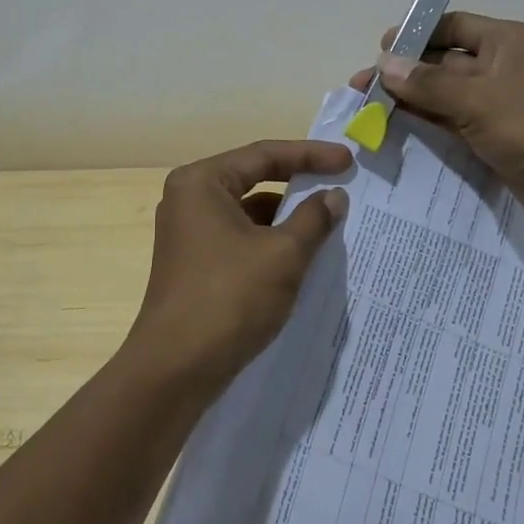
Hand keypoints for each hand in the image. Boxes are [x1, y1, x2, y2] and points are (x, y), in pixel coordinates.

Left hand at [127, 140, 352, 389]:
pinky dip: (270, 240)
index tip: (348, 160)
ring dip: (286, 215)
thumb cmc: (229, 298)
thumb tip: (334, 197)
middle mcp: (189, 199)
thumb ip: (313, 219)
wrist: (176, 369)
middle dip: (298, 182)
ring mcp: (188, 233)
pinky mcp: (194, 263)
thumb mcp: (283, 255)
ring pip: (247, 211)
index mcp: (201, 182)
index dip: (310, 155)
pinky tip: (301, 254)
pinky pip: (239, 237)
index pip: (264, 155)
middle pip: (253, 178)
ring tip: (328, 221)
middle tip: (340, 183)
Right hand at [348, 13, 523, 245]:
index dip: (416, 34)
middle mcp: (504, 68)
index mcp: (508, 42)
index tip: (380, 49)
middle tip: (362, 86)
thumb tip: (384, 64)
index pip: (454, 27)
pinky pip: (456, 125)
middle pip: (445, 63)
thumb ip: (428, 83)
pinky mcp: (499, 140)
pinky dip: (429, 125)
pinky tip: (397, 129)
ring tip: (368, 109)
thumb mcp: (478, 98)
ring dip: (411, 101)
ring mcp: (502, 106)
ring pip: (447, 97)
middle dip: (405, 72)